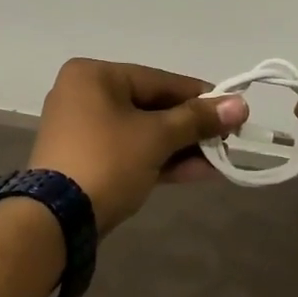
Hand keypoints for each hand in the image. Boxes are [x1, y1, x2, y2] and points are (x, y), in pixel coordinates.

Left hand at [28, 59, 247, 233]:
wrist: (56, 221)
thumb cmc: (107, 161)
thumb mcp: (156, 137)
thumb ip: (198, 120)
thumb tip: (241, 104)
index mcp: (94, 75)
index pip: (159, 80)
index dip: (199, 97)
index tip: (233, 109)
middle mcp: (83, 94)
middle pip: (151, 106)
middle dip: (191, 127)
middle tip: (228, 139)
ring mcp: (82, 130)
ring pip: (142, 132)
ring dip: (180, 147)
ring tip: (220, 160)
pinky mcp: (85, 161)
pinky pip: (129, 151)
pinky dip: (159, 160)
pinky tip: (197, 171)